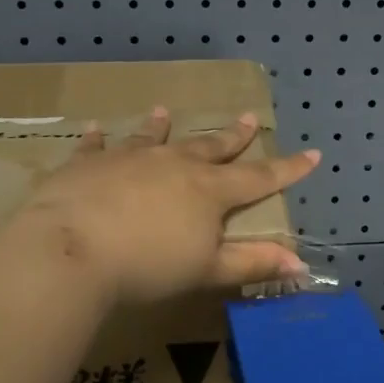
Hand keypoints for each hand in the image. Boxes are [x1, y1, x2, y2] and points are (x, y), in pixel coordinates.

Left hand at [15, 107, 320, 304]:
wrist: (71, 250)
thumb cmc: (147, 266)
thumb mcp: (207, 271)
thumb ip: (252, 264)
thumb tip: (301, 263)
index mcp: (208, 191)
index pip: (257, 178)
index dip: (287, 169)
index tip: (312, 154)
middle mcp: (173, 164)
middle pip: (209, 147)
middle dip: (232, 136)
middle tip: (248, 118)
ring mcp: (128, 158)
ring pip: (152, 138)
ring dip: (160, 126)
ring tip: (164, 112)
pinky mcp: (87, 163)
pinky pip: (95, 147)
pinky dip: (97, 139)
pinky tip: (95, 129)